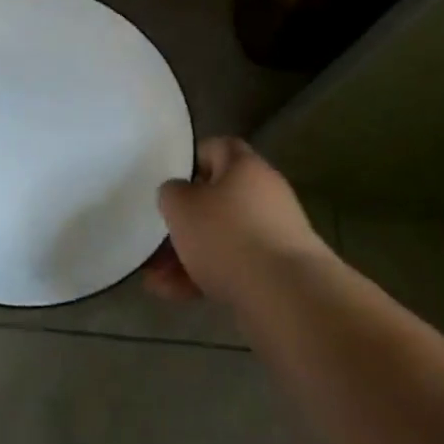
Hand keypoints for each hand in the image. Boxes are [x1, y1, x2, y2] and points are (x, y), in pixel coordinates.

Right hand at [145, 137, 330, 306]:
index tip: (169, 179)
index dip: (192, 159)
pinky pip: (234, 266)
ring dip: (188, 254)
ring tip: (155, 278)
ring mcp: (274, 234)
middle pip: (217, 199)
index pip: (218, 147)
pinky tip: (175, 294)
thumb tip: (178, 193)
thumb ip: (172, 193)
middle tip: (156, 239)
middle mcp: (265, 194)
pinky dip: (206, 276)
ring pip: (221, 238)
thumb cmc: (228, 237)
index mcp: (246, 166)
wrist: (287, 296)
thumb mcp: (182, 207)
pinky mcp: (277, 271)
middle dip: (184, 221)